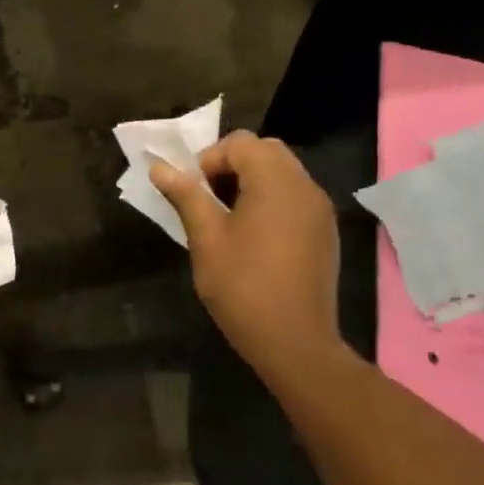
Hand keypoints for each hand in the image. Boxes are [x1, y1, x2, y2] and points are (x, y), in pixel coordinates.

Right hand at [150, 132, 346, 382]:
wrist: (294, 341)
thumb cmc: (243, 287)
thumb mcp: (206, 239)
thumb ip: (186, 196)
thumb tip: (159, 168)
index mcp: (275, 183)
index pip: (240, 143)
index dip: (209, 159)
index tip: (193, 192)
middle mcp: (305, 186)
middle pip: (265, 151)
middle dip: (231, 165)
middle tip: (208, 199)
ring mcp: (320, 209)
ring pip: (283, 172)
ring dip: (251, 181)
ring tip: (227, 217)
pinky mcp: (324, 231)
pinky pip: (295, 196)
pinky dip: (271, 199)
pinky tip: (254, 235)